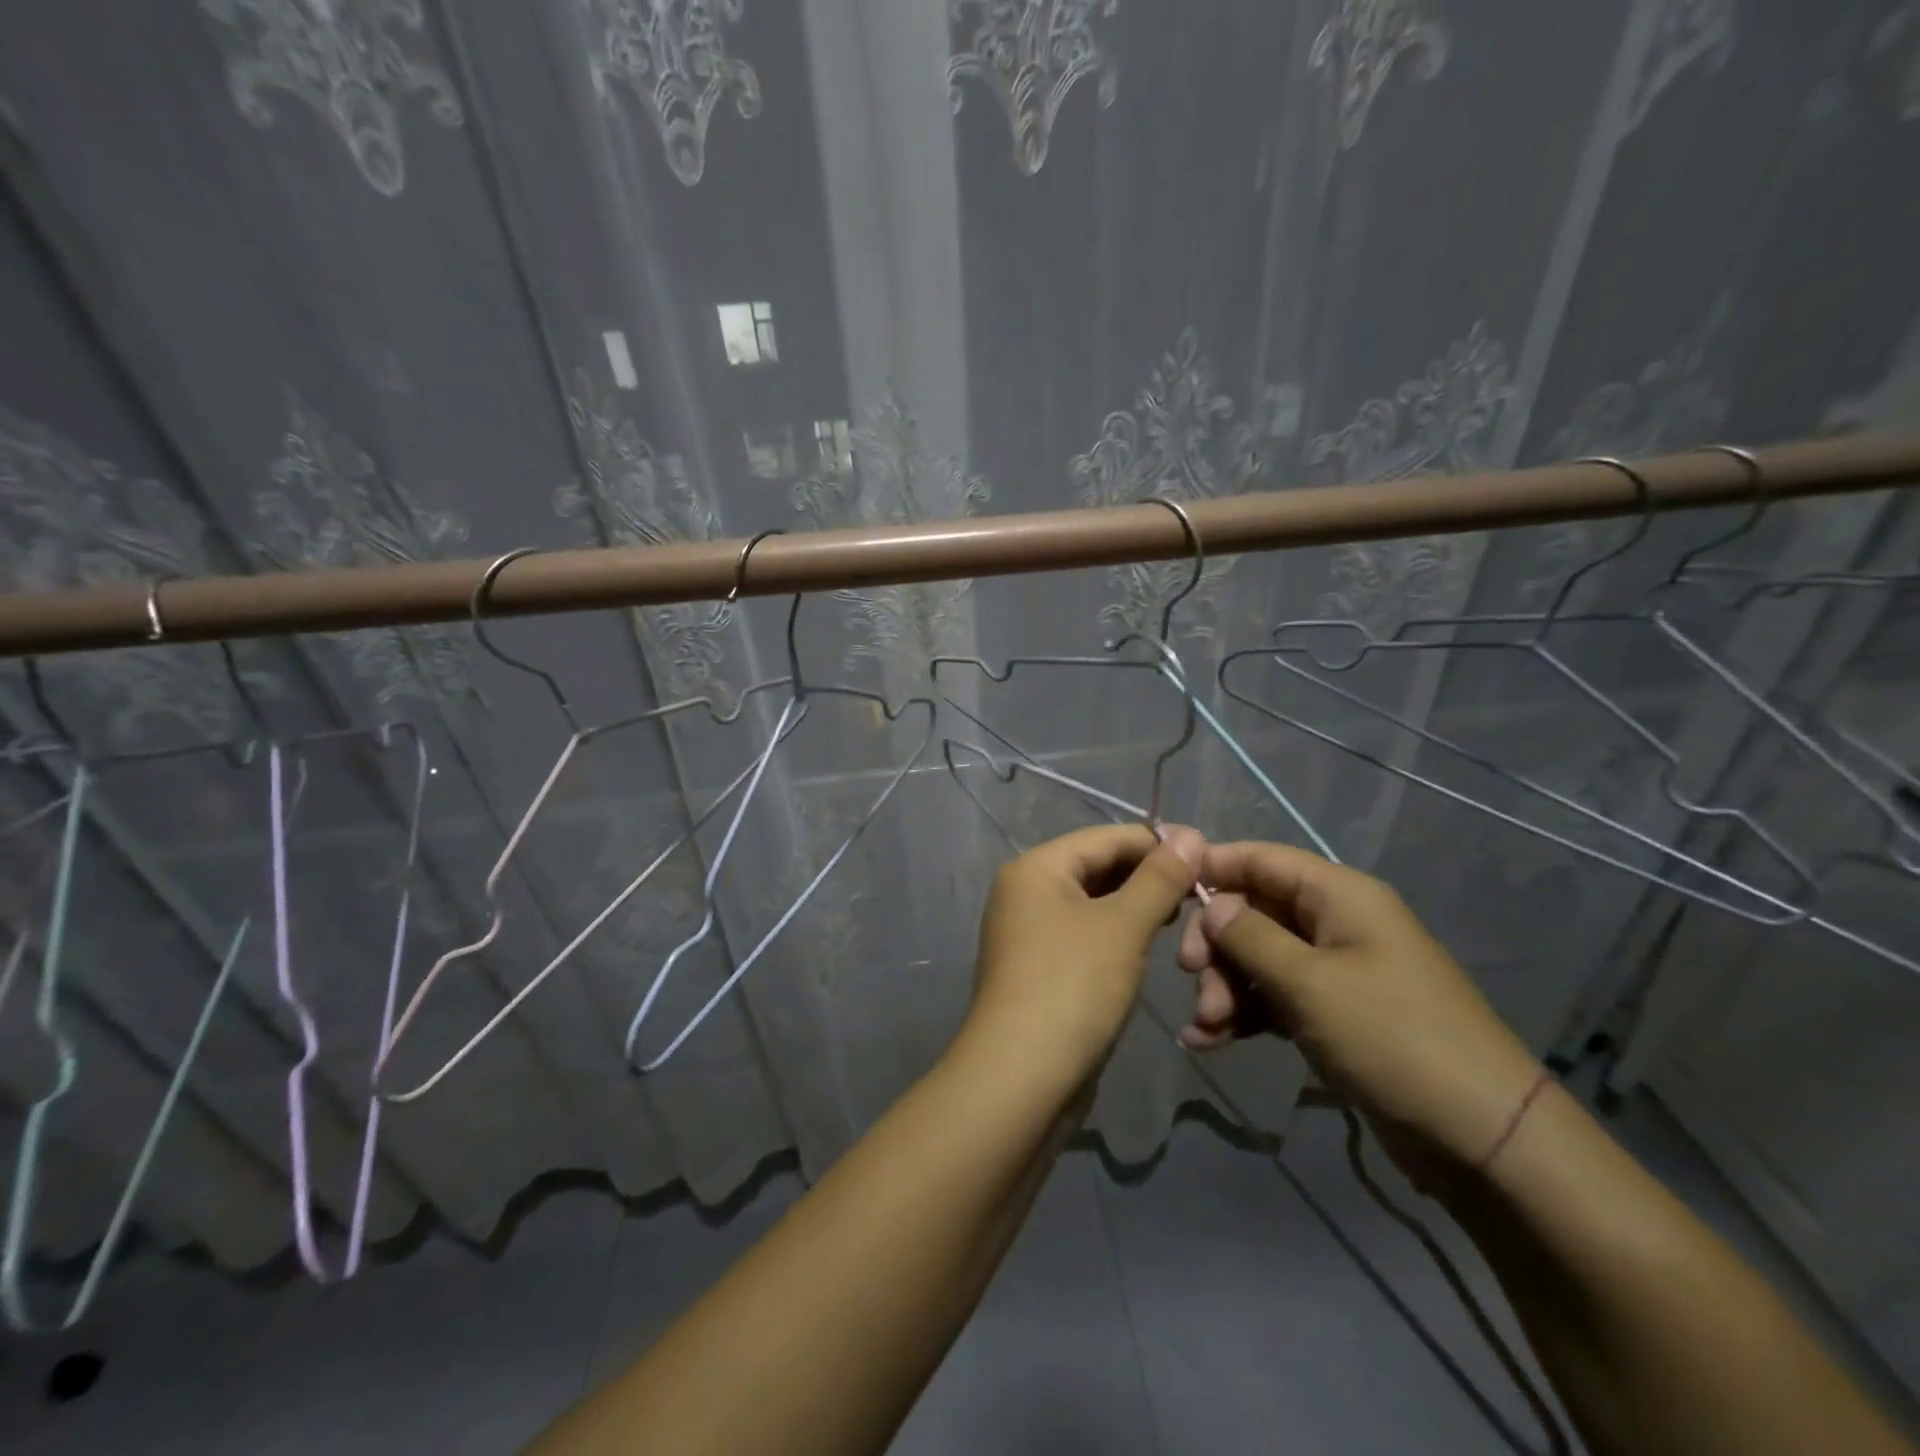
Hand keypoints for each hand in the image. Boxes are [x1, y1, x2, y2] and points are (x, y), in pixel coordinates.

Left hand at [969, 823, 1202, 1078]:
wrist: (1021, 1077)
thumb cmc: (1074, 986)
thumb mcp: (1124, 926)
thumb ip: (1159, 877)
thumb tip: (1189, 833)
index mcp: (1036, 867)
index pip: (1105, 838)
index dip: (1157, 843)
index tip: (1208, 856)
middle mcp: (1024, 891)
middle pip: (1096, 867)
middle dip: (1147, 876)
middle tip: (1201, 891)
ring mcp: (1027, 932)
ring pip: (1091, 903)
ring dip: (1134, 906)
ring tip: (1182, 917)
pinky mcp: (1037, 967)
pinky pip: (1083, 934)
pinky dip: (1115, 934)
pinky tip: (1147, 945)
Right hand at [1176, 841, 1539, 1176]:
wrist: (1482, 1137)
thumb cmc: (1391, 1037)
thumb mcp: (1308, 982)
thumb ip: (1249, 936)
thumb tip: (1210, 905)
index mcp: (1338, 895)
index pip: (1261, 859)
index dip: (1211, 868)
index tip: (1162, 889)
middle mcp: (1337, 923)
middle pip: (1254, 911)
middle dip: (1216, 945)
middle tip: (1192, 980)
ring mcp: (1338, 971)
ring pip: (1260, 959)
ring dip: (1226, 988)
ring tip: (1205, 1027)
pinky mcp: (1337, 1015)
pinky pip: (1277, 999)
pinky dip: (1245, 1015)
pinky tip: (1210, 1042)